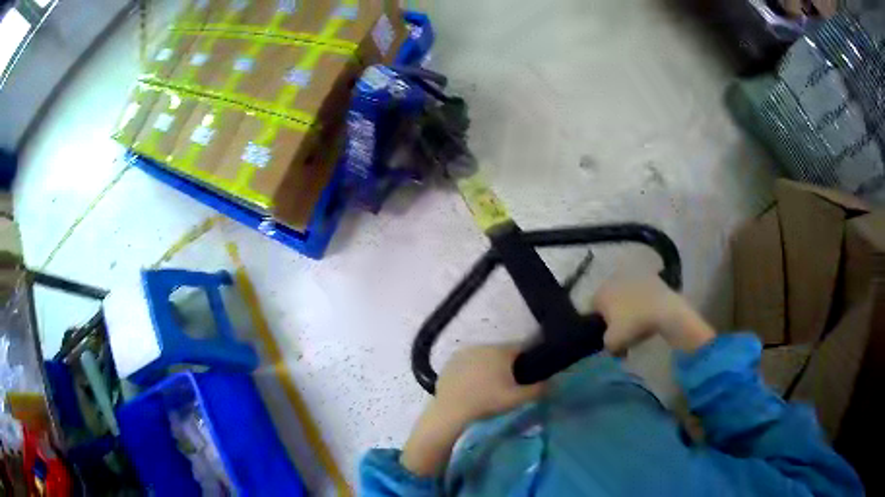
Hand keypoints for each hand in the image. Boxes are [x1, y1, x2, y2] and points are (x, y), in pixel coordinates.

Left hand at [436, 345, 544, 423]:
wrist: (451, 412)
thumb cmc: (487, 403)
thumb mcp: (517, 398)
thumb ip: (539, 389)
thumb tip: (553, 382)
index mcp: (500, 350)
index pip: (521, 348)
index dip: (528, 361)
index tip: (528, 375)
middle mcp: (481, 345)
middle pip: (501, 353)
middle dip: (507, 365)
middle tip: (509, 385)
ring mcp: (462, 353)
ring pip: (483, 358)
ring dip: (488, 367)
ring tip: (489, 388)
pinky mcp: (449, 363)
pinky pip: (467, 364)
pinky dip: (471, 372)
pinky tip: (472, 388)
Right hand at [593, 272, 714, 353]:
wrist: (665, 311)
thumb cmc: (633, 324)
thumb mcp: (612, 343)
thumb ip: (605, 345)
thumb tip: (611, 345)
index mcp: (600, 293)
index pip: (593, 309)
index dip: (599, 324)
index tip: (608, 335)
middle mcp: (613, 280)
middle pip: (609, 299)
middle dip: (614, 312)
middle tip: (623, 329)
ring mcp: (633, 276)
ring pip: (626, 294)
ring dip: (629, 305)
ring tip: (639, 321)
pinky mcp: (650, 276)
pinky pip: (642, 292)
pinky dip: (643, 300)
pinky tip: (650, 313)